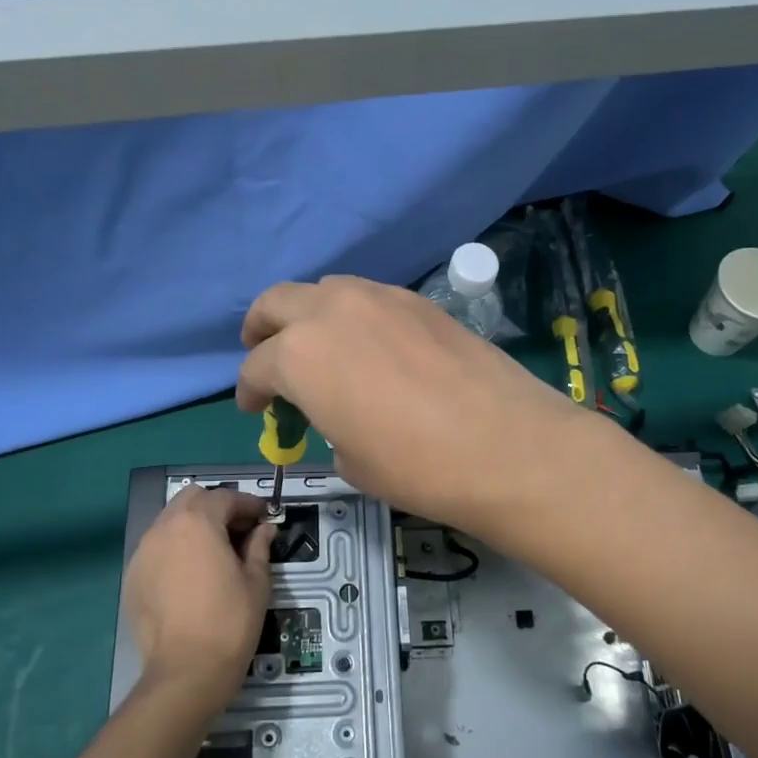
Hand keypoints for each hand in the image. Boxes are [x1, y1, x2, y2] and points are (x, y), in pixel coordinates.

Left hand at [124, 486, 274, 715]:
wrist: (186, 671)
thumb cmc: (230, 621)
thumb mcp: (256, 581)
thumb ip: (259, 546)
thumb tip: (264, 529)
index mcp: (198, 522)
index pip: (225, 497)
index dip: (248, 504)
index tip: (264, 518)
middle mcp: (164, 528)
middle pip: (191, 499)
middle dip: (216, 507)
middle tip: (238, 531)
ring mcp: (143, 552)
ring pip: (170, 522)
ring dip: (193, 526)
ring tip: (214, 552)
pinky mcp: (132, 577)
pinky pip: (156, 549)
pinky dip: (175, 550)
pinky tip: (190, 575)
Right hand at [236, 276, 609, 537]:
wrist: (506, 446)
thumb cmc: (416, 467)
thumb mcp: (352, 461)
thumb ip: (329, 425)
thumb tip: (340, 415)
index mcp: (300, 356)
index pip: (258, 368)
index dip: (250, 391)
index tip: (256, 408)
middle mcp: (332, 311)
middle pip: (277, 303)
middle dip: (262, 329)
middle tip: (264, 354)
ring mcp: (380, 298)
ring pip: (327, 290)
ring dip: (311, 315)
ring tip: (321, 347)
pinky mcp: (420, 301)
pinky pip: (370, 298)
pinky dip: (355, 316)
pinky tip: (372, 346)